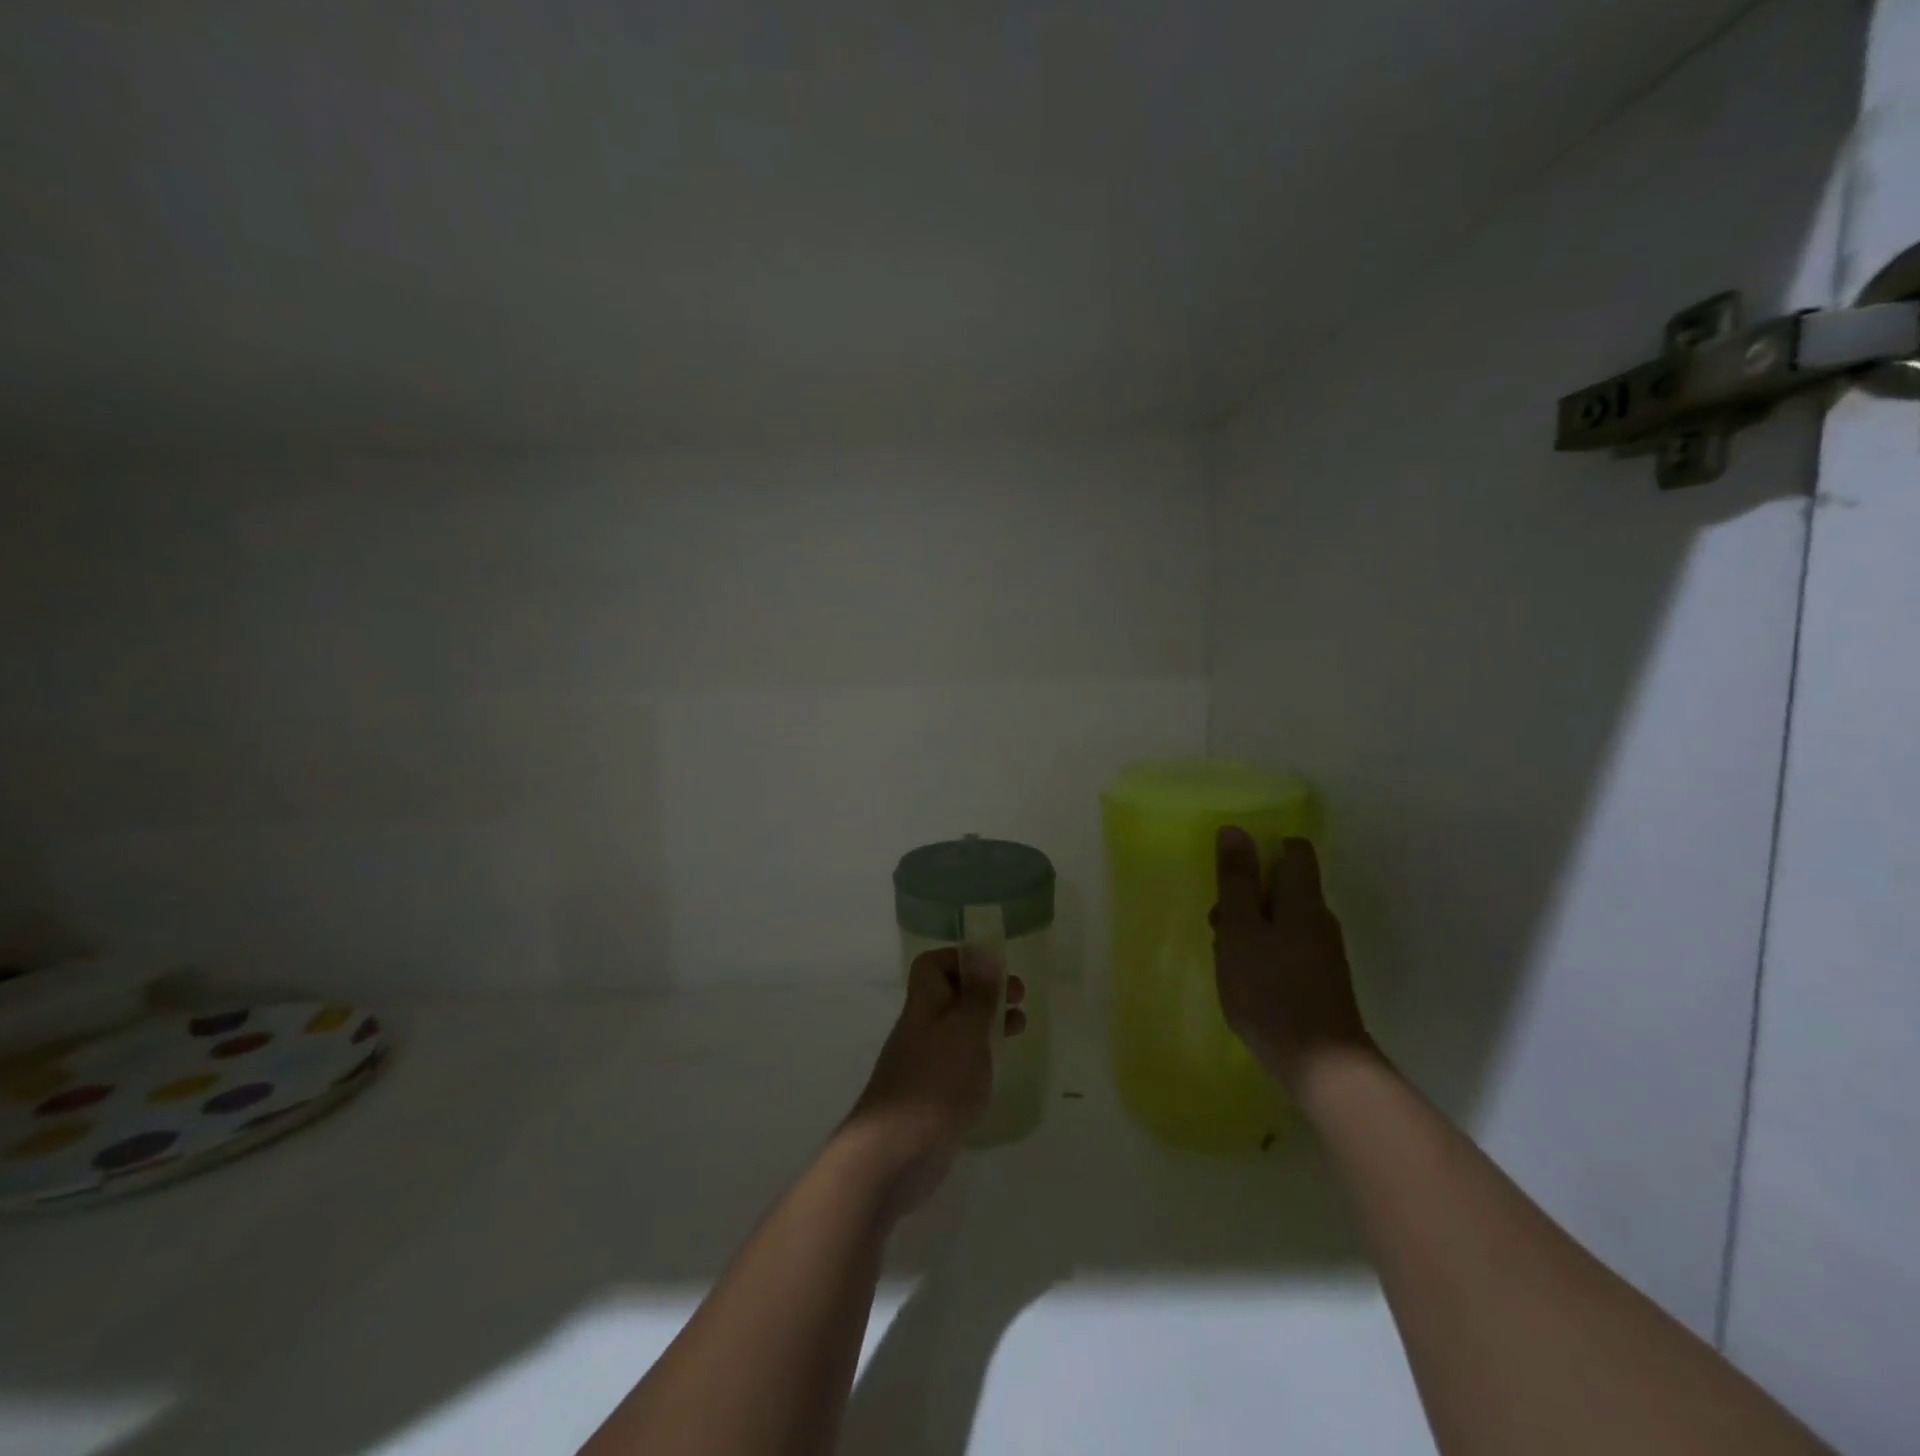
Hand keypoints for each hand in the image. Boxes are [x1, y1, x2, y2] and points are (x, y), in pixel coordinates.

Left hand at [841, 948, 1026, 1210]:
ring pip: (958, 1029)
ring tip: (1020, 1028)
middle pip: (950, 995)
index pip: (933, 965)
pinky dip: (980, 1057)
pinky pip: (959, 1063)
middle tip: (1020, 998)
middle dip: (985, 991)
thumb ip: (978, 995)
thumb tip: (984, 952)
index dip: (963, 959)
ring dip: (988, 1023)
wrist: (894, 1156)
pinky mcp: (932, 1096)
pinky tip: (999, 1067)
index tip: (997, 968)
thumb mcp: (965, 1031)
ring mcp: (925, 1064)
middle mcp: (921, 1028)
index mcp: (924, 1005)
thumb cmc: (935, 1083)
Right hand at [1212, 827, 1372, 1092]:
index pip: (1294, 851)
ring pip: (1283, 921)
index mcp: (1303, 899)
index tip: (1232, 872)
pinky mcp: (1321, 982)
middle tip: (1219, 924)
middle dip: (1249, 896)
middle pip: (1285, 887)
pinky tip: (1246, 980)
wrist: (1321, 1065)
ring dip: (1252, 928)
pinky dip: (1264, 953)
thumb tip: (1235, 830)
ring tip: (1226, 956)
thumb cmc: (1271, 989)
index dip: (1263, 851)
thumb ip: (1236, 881)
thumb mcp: (1240, 929)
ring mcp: (1324, 953)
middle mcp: (1320, 919)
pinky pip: (1288, 950)